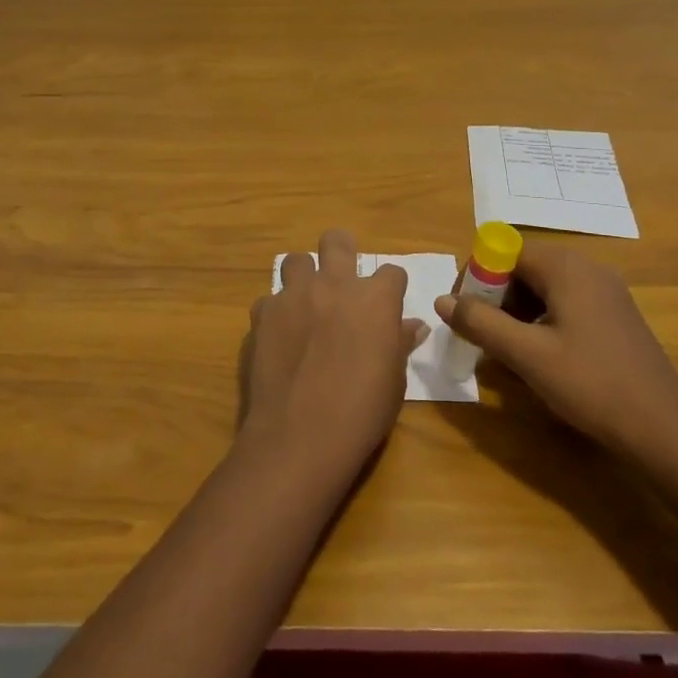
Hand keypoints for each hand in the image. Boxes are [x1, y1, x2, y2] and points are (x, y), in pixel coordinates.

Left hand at [241, 228, 428, 482]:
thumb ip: (399, 344)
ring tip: (305, 304)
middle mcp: (334, 285)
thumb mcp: (394, 381)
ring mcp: (294, 295)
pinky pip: (270, 300)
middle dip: (341, 251)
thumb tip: (413, 326)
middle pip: (337, 241)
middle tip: (341, 278)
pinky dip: (276, 313)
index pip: (392, 273)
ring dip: (303, 277)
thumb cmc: (361, 412)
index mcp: (375, 299)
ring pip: (296, 260)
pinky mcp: (263, 313)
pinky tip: (279, 337)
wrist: (299, 437)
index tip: (388, 307)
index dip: (391, 288)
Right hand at [435, 242, 677, 461]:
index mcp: (566, 267)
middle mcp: (587, 268)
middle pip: (524, 267)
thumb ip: (481, 323)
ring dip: (516, 312)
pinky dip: (541, 321)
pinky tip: (539, 357)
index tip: (462, 312)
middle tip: (481, 335)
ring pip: (544, 288)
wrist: (666, 431)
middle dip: (495, 297)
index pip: (505, 250)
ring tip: (506, 351)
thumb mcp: (528, 356)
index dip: (476, 276)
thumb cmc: (592, 385)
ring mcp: (606, 292)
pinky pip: (565, 304)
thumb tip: (442, 300)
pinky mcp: (615, 316)